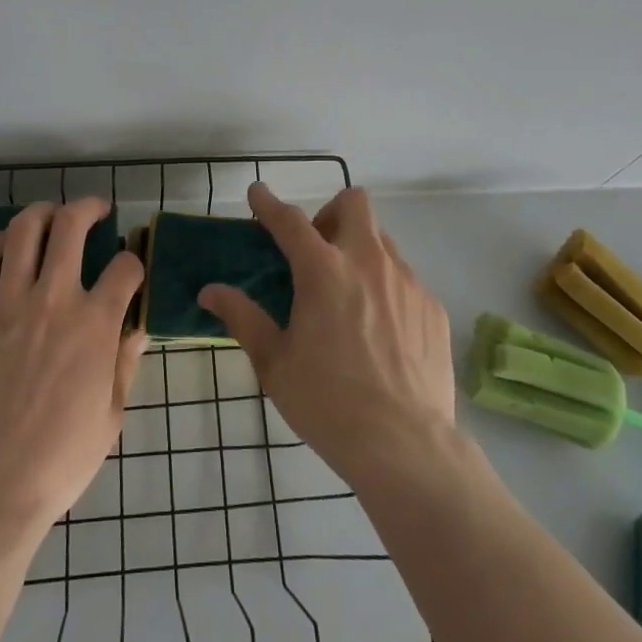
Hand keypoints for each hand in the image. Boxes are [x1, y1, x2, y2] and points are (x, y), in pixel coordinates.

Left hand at [0, 199, 148, 528]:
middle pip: (72, 225)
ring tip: (51, 217)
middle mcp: (54, 299)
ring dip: (43, 213)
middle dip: (89, 207)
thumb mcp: (111, 415)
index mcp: (95, 324)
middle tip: (96, 210)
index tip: (131, 268)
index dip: (134, 261)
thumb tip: (137, 327)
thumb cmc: (59, 459)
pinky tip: (7, 246)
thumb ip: (125, 362)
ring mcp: (8, 303)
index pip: (125, 268)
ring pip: (25, 230)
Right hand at [199, 183, 454, 488]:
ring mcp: (406, 281)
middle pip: (353, 203)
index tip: (257, 193)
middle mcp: (367, 261)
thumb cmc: (327, 403)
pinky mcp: (432, 306)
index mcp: (322, 271)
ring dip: (359, 250)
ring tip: (349, 294)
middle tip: (317, 250)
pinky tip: (381, 330)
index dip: (268, 203)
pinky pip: (405, 278)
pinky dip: (386, 287)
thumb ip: (243, 317)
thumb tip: (210, 291)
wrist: (406, 447)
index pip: (289, 220)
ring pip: (381, 239)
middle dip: (330, 213)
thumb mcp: (274, 363)